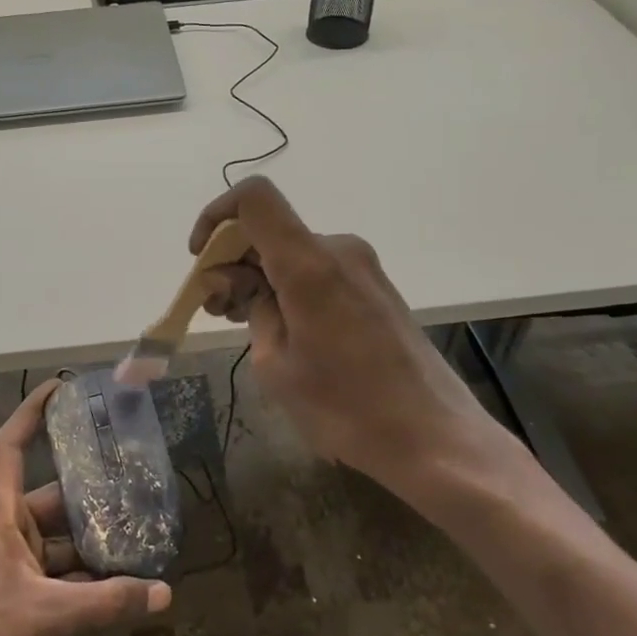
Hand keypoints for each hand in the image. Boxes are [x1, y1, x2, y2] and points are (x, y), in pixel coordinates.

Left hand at [0, 382, 171, 635]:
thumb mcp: (51, 617)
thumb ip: (109, 602)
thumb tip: (166, 592)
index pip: (10, 447)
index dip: (32, 412)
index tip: (62, 388)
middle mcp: (4, 532)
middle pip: (52, 497)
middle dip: (91, 493)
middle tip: (136, 481)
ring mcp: (11, 567)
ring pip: (61, 539)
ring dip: (95, 541)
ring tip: (142, 533)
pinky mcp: (19, 598)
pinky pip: (60, 573)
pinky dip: (88, 576)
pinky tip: (125, 584)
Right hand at [192, 176, 521, 495]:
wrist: (434, 438)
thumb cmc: (346, 408)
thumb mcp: (276, 365)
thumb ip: (252, 309)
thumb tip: (240, 283)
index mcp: (309, 263)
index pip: (254, 197)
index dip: (216, 215)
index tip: (201, 258)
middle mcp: (338, 250)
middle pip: (269, 229)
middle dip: (232, 261)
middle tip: (216, 309)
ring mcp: (362, 267)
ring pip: (292, 252)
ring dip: (259, 277)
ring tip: (241, 322)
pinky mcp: (375, 287)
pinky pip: (317, 269)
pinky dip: (287, 286)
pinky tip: (280, 327)